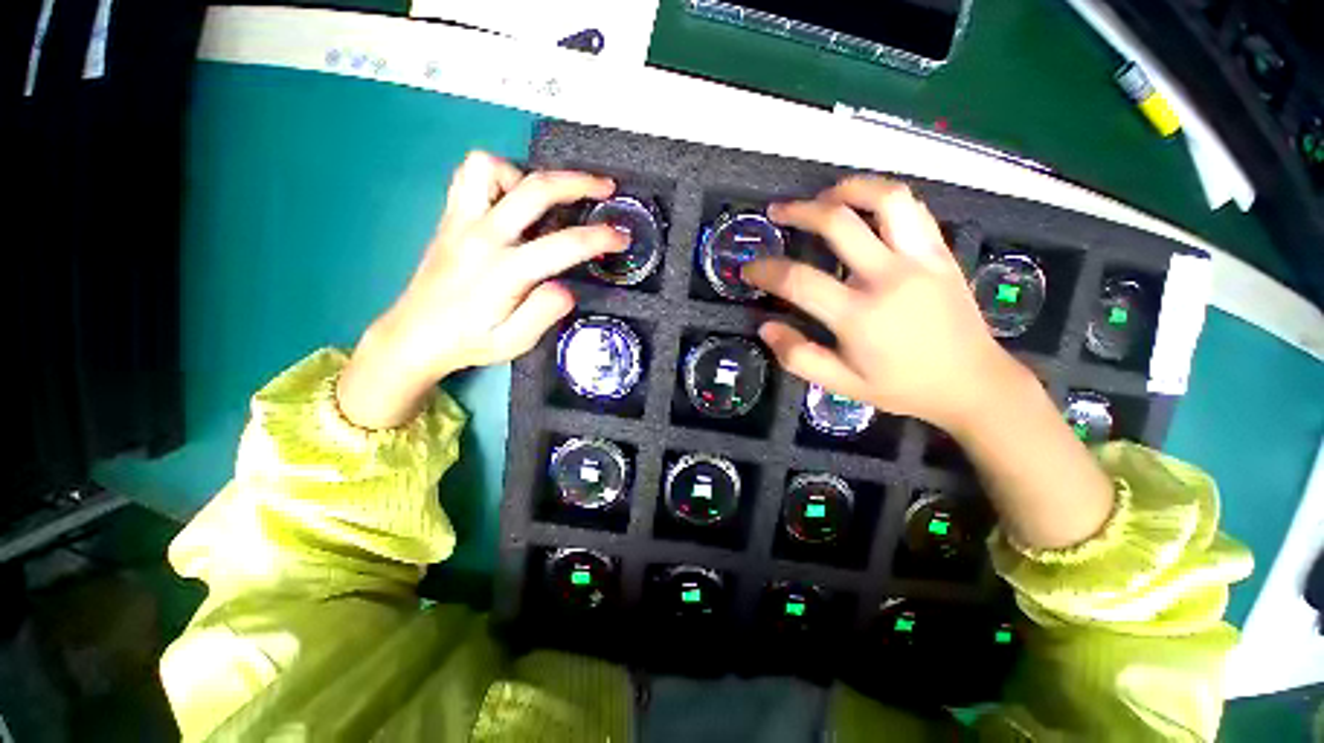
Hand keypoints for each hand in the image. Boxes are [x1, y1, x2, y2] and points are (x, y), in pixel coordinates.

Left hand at [338, 152, 624, 428]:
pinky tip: (512, 200)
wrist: (414, 335)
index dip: (601, 238)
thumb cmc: (469, 342)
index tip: (622, 237)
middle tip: (605, 187)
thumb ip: (544, 313)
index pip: (565, 244)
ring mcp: (462, 221)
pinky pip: (470, 175)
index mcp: (505, 272)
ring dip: (528, 175)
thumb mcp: (515, 342)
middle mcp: (483, 236)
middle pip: (535, 189)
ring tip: (547, 199)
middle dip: (579, 183)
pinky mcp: (450, 217)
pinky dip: (498, 176)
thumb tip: (567, 286)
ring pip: (492, 167)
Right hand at [742, 176, 1019, 433]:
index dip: (765, 271)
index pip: (798, 281)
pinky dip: (882, 198)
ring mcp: (920, 259)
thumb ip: (798, 357)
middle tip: (777, 212)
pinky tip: (865, 207)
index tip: (749, 268)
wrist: (973, 382)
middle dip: (798, 212)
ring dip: (847, 189)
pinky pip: (912, 209)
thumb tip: (766, 327)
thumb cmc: (901, 387)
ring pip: (885, 199)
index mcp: (858, 316)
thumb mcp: (841, 385)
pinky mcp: (941, 252)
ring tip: (824, 196)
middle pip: (837, 223)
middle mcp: (888, 278)